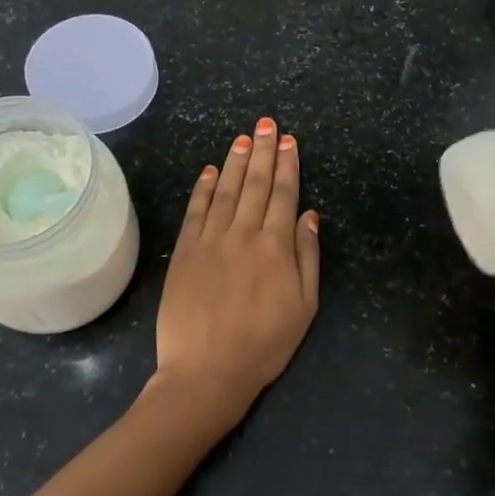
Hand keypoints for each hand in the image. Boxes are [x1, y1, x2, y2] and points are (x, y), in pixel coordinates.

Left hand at [155, 117, 320, 421]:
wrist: (206, 372)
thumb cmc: (264, 345)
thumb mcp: (304, 308)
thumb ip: (307, 258)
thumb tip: (309, 216)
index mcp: (276, 247)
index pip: (284, 195)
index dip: (288, 166)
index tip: (289, 141)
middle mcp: (243, 234)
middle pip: (256, 185)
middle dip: (264, 151)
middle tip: (268, 123)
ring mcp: (210, 241)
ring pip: (227, 191)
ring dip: (237, 161)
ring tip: (244, 137)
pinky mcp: (185, 252)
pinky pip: (196, 211)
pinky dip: (204, 188)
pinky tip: (211, 170)